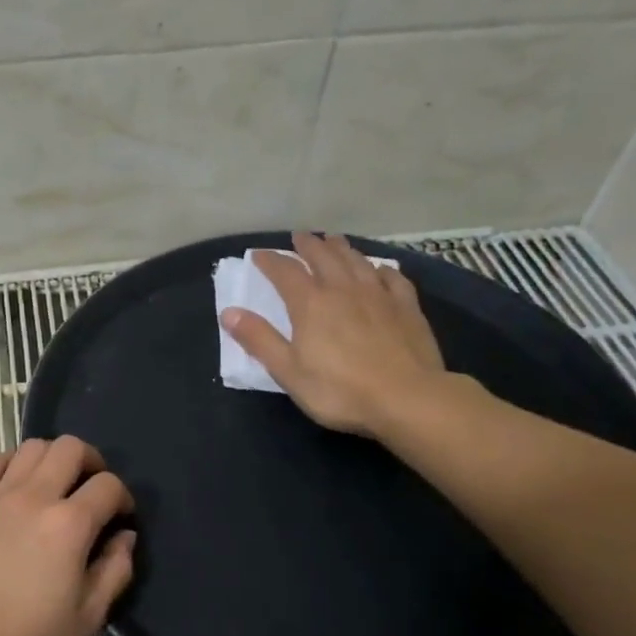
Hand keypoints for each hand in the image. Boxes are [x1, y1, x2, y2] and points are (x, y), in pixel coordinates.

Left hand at [0, 436, 135, 635]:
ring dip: (52, 458)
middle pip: (70, 448)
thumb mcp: (87, 617)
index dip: (123, 498)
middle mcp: (35, 497)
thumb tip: (124, 537)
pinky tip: (15, 485)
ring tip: (55, 484)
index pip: (108, 486)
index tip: (120, 518)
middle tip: (92, 489)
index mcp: (69, 525)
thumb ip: (115, 571)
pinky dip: (10, 462)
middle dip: (91, 462)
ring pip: (32, 446)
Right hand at [220, 231, 448, 437]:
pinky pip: (393, 279)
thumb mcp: (288, 371)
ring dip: (342, 248)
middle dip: (308, 245)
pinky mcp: (407, 308)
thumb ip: (259, 339)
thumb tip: (228, 312)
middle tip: (299, 236)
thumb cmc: (339, 390)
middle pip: (324, 258)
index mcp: (310, 304)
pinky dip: (381, 269)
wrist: (407, 399)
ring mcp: (379, 296)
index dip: (270, 261)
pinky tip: (380, 269)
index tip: (259, 255)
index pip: (285, 272)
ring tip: (333, 240)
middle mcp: (343, 290)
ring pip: (357, 261)